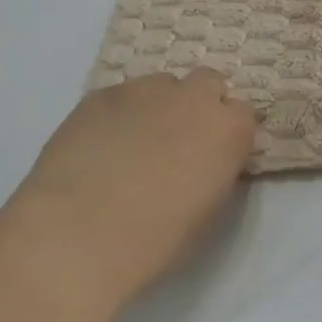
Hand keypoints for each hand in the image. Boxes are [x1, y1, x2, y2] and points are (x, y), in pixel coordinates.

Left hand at [6, 69, 256, 304]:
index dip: (228, 135)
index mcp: (227, 130)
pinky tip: (100, 146)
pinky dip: (119, 114)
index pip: (244, 115)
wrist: (78, 231)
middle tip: (179, 143)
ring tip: (133, 144)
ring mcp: (144, 89)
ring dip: (158, 106)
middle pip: (207, 83)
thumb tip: (203, 162)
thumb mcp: (207, 213)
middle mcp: (191, 97)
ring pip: (161, 85)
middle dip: (198, 106)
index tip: (215, 157)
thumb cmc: (154, 239)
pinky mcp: (101, 93)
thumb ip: (214, 173)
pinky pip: (121, 96)